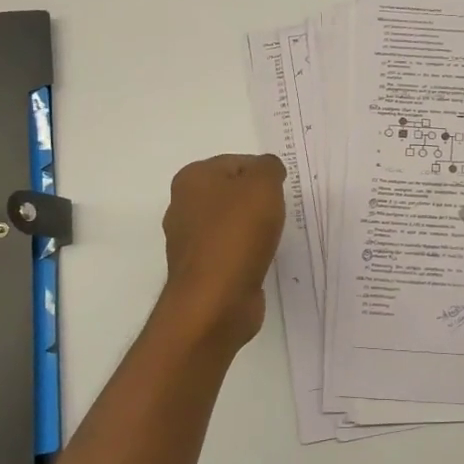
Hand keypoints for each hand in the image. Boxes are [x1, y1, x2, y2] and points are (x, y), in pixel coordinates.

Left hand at [157, 153, 286, 355]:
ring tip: (272, 239)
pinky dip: (246, 253)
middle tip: (279, 214)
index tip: (281, 192)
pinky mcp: (200, 269)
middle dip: (257, 201)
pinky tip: (260, 260)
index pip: (237, 163)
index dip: (264, 174)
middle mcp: (183, 206)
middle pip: (232, 193)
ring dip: (253, 228)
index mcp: (192, 178)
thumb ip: (269, 167)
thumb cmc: (237, 234)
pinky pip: (229, 251)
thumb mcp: (263, 185)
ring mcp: (189, 241)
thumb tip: (268, 170)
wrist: (215, 301)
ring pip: (230, 223)